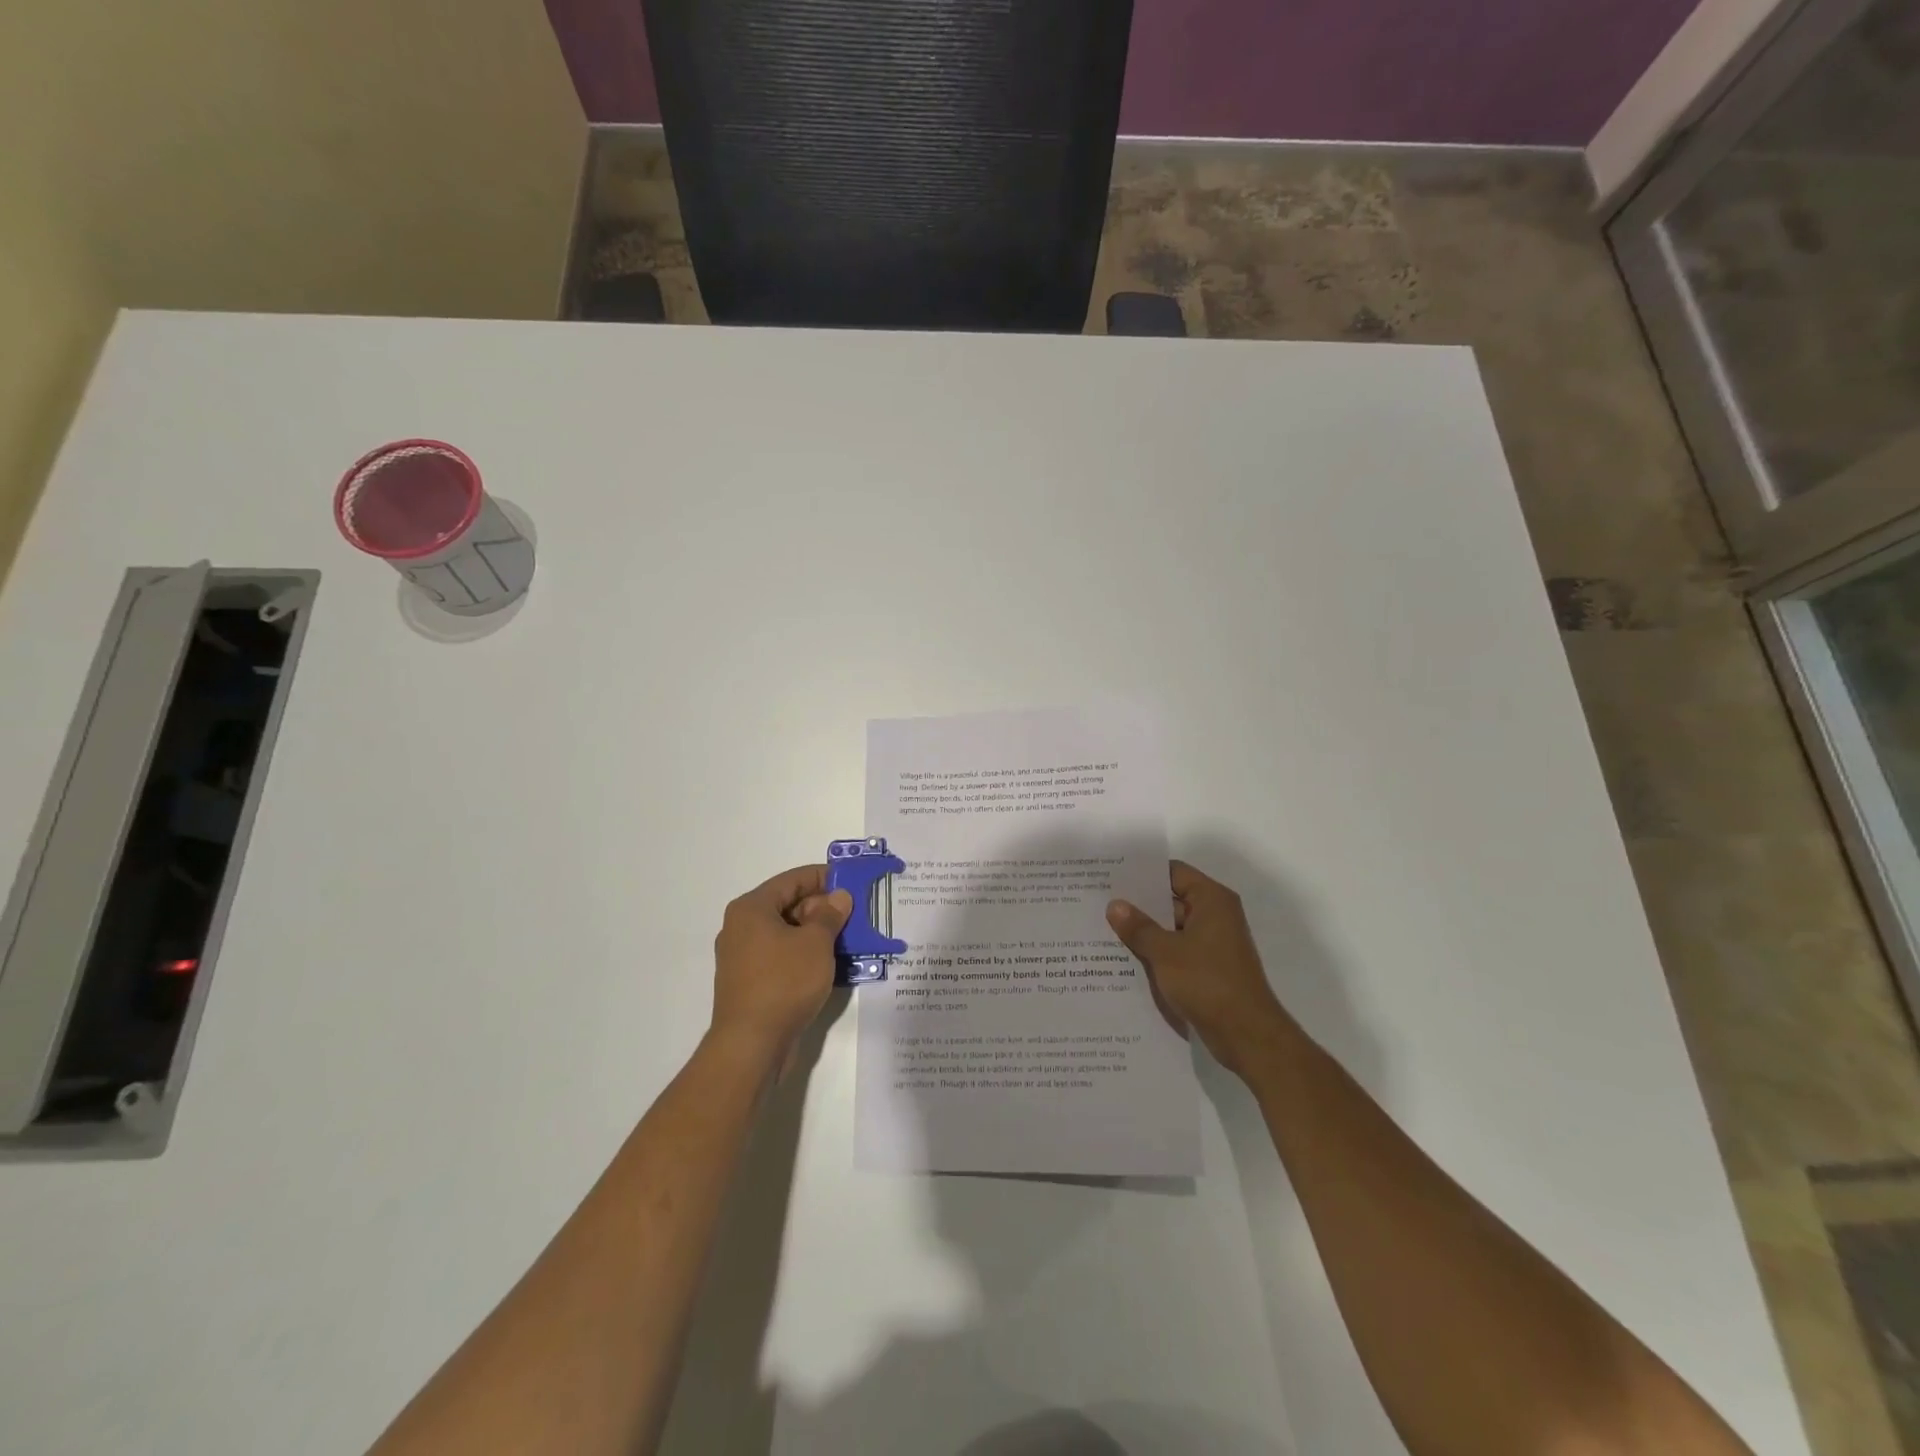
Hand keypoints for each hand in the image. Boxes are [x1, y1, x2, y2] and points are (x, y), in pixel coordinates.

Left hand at [710, 865, 851, 1065]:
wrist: (751, 1045)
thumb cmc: (784, 982)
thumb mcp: (816, 943)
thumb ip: (830, 915)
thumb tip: (839, 896)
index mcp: (752, 908)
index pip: (792, 880)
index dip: (823, 877)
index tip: (852, 881)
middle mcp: (741, 927)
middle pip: (787, 905)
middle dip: (822, 908)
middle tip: (855, 914)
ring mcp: (743, 957)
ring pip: (786, 933)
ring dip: (816, 933)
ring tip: (849, 938)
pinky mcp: (749, 982)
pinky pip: (781, 956)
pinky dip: (804, 955)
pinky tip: (830, 964)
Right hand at [1107, 860, 1294, 1078]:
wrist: (1247, 1035)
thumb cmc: (1208, 982)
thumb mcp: (1165, 952)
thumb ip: (1138, 927)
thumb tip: (1114, 905)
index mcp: (1211, 900)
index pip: (1173, 873)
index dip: (1143, 873)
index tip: (1111, 875)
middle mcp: (1215, 915)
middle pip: (1171, 899)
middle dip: (1138, 904)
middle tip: (1100, 902)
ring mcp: (1213, 943)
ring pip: (1171, 928)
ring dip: (1145, 931)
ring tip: (1104, 929)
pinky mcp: (1209, 968)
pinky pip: (1177, 950)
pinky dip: (1156, 952)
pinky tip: (1124, 958)